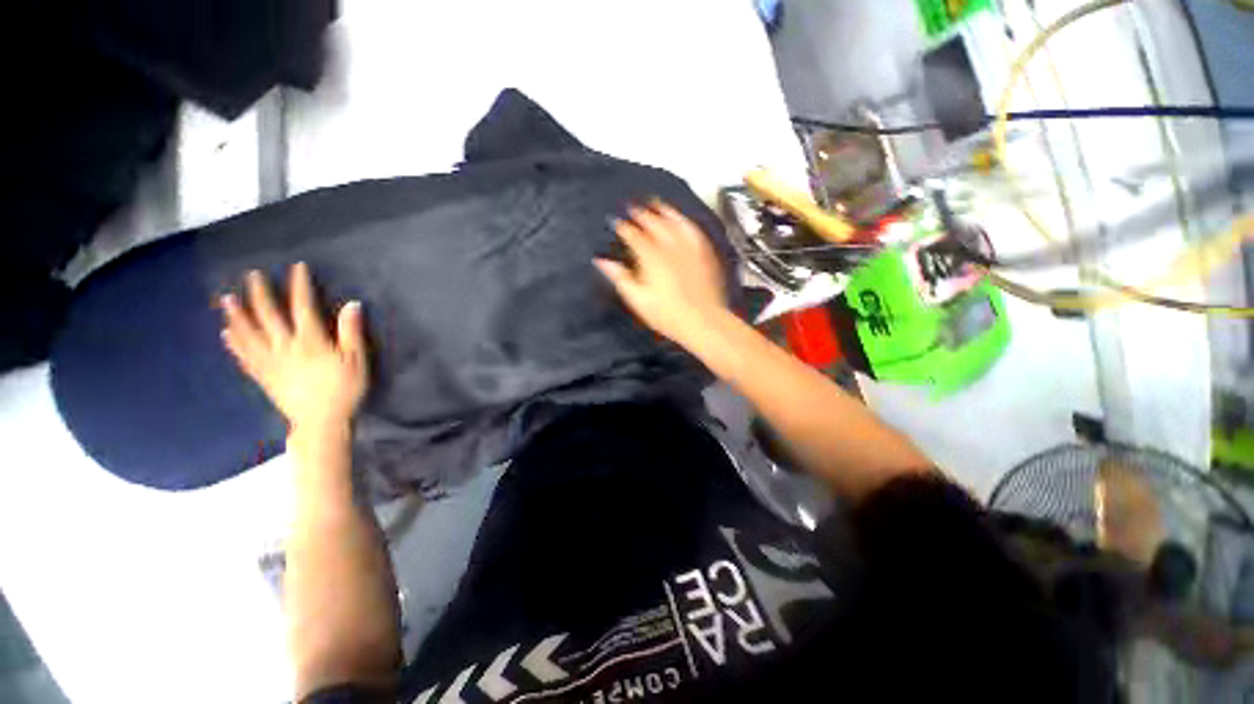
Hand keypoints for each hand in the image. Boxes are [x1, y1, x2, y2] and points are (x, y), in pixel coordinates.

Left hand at [220, 262, 368, 432]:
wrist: (321, 421)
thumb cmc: (344, 389)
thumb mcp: (357, 360)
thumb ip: (351, 332)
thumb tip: (351, 304)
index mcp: (310, 341)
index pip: (303, 307)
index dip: (299, 286)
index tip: (296, 268)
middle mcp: (284, 346)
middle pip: (268, 316)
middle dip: (260, 294)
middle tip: (252, 276)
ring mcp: (269, 361)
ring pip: (248, 333)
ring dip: (237, 315)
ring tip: (227, 299)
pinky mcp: (262, 376)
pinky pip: (244, 356)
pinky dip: (234, 343)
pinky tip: (226, 334)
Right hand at [595, 202, 727, 346]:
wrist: (702, 320)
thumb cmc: (667, 314)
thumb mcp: (637, 299)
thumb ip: (620, 277)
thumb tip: (602, 262)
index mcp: (651, 257)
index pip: (633, 236)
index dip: (623, 228)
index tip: (617, 223)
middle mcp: (670, 248)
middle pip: (654, 223)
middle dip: (641, 214)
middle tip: (633, 208)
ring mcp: (689, 249)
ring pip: (675, 222)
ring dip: (664, 211)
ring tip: (657, 204)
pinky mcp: (703, 254)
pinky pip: (694, 232)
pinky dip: (686, 223)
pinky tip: (684, 221)